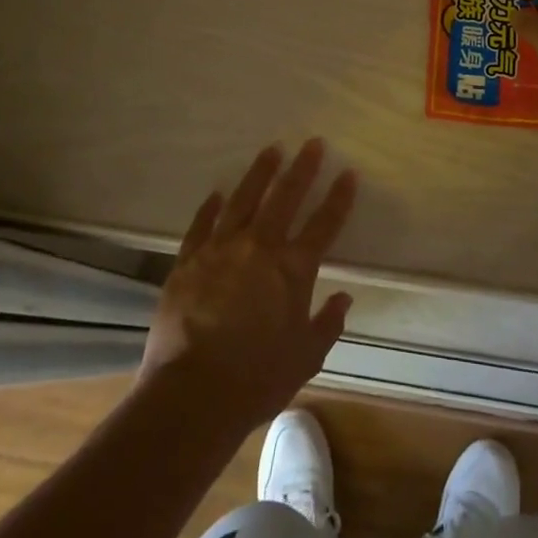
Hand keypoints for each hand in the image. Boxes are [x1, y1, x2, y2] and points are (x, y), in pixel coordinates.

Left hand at [139, 141, 357, 429]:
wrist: (192, 393)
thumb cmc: (256, 379)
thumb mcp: (305, 358)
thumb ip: (327, 324)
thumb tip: (344, 298)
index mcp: (293, 269)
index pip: (324, 224)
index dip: (338, 197)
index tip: (348, 173)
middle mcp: (259, 247)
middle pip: (285, 197)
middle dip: (302, 168)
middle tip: (312, 143)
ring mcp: (221, 248)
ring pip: (244, 199)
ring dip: (260, 172)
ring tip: (272, 150)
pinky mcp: (189, 259)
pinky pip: (202, 223)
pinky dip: (211, 206)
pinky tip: (218, 192)